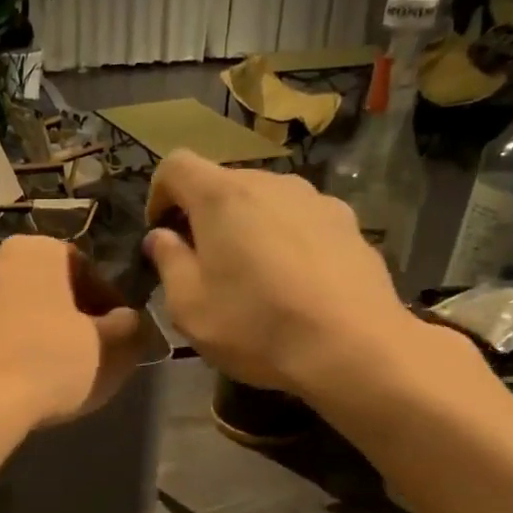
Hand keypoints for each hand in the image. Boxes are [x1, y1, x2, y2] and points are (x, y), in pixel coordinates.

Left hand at [0, 236, 144, 430]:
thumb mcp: (109, 347)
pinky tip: (18, 381)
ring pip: (12, 311)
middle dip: (67, 313)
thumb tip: (129, 320)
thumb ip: (127, 327)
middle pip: (43, 287)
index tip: (118, 329)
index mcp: (32, 251)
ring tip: (52, 369)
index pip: (81, 266)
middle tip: (88, 348)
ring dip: (34, 331)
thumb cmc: (49, 362)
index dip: (106, 299)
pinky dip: (5, 351)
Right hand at [144, 153, 452, 402]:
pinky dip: (285, 240)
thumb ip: (168, 262)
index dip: (158, 195)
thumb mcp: (189, 307)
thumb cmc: (256, 325)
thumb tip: (161, 237)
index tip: (160, 234)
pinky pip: (300, 221)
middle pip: (223, 183)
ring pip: (264, 202)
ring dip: (246, 228)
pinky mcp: (348, 223)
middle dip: (204, 217)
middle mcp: (270, 183)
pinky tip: (294, 284)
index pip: (175, 165)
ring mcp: (315, 199)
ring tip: (252, 277)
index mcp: (222, 196)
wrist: (354, 347)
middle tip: (202, 265)